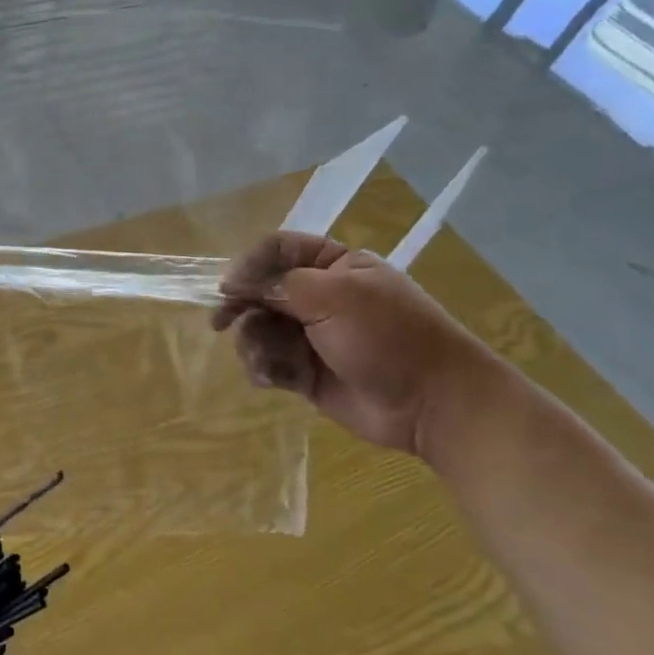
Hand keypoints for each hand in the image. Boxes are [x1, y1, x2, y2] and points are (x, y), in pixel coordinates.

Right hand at [211, 231, 503, 457]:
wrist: (433, 404)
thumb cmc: (389, 336)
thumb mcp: (335, 296)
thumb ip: (280, 284)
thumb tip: (233, 282)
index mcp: (334, 266)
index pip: (278, 250)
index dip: (249, 264)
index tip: (227, 286)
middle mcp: (319, 296)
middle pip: (261, 290)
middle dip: (242, 307)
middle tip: (220, 323)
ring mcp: (312, 335)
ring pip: (259, 328)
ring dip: (253, 343)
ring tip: (266, 362)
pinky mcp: (306, 372)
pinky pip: (269, 361)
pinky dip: (263, 368)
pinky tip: (271, 379)